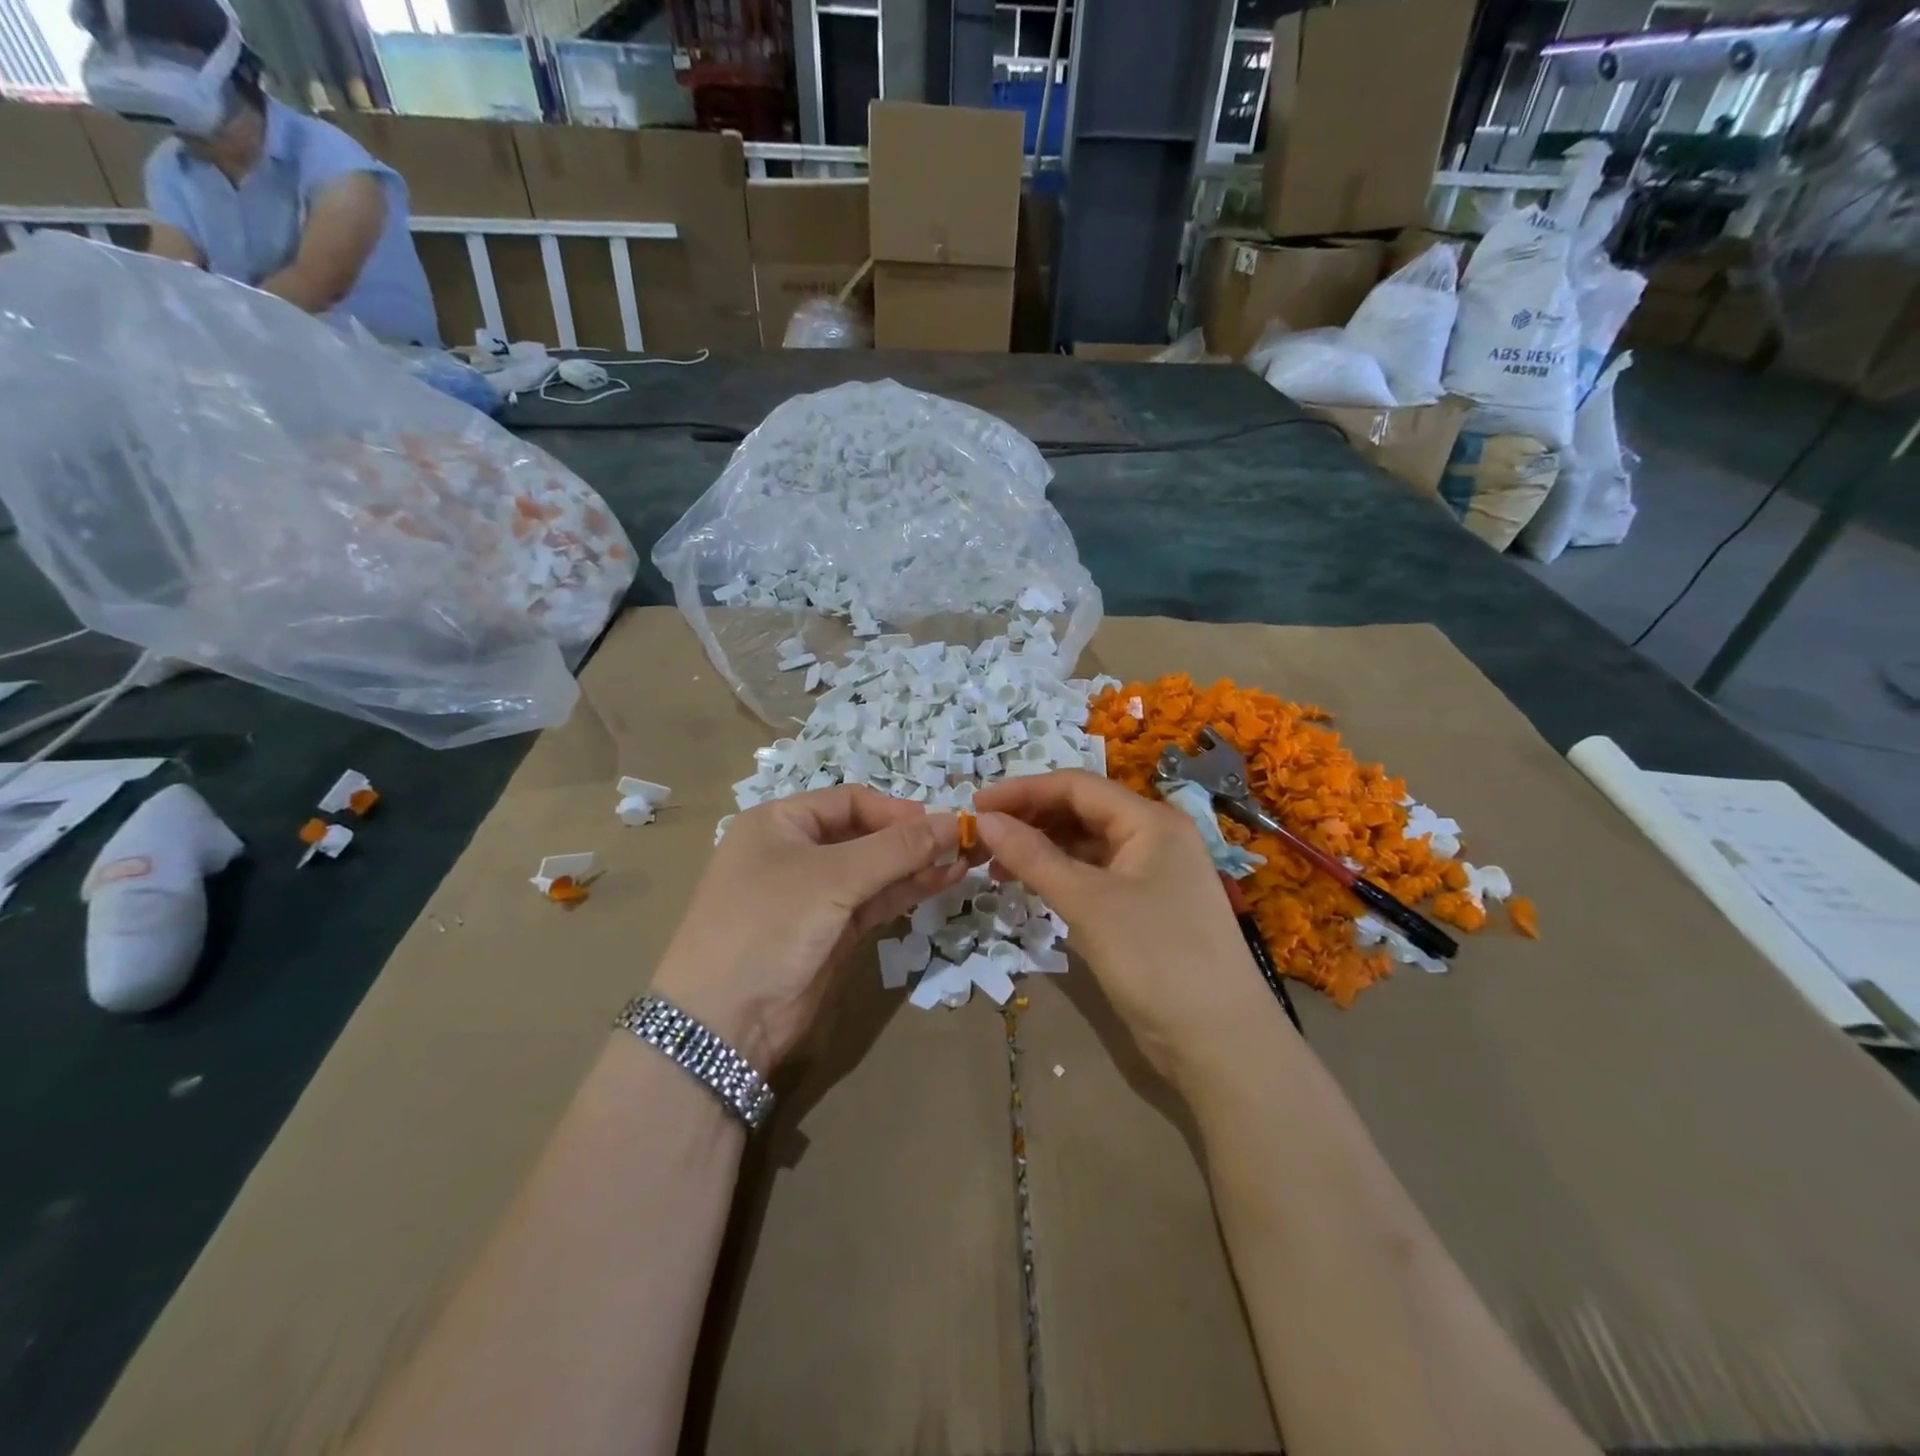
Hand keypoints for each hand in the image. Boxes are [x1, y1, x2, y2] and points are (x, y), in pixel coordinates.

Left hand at [651, 786, 964, 1072]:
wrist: (723, 1022)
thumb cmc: (769, 924)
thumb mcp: (833, 878)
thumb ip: (897, 849)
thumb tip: (954, 822)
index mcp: (781, 822)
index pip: (850, 801)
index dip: (897, 810)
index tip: (941, 825)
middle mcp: (796, 851)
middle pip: (866, 834)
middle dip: (913, 838)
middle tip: (963, 844)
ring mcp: (815, 894)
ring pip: (875, 869)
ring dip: (917, 865)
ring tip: (965, 861)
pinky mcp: (831, 931)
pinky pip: (875, 901)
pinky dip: (906, 891)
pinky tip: (943, 882)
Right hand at [972, 770, 1275, 1088]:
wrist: (1221, 1043)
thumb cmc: (1155, 959)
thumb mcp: (1087, 903)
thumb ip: (1033, 857)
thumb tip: (984, 820)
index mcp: (1150, 821)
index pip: (1076, 786)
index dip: (1023, 791)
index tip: (975, 806)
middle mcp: (1154, 837)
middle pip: (1082, 811)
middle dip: (1030, 819)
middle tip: (982, 838)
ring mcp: (1153, 873)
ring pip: (1087, 844)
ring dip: (1042, 849)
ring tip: (996, 866)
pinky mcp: (1147, 906)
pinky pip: (1095, 875)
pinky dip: (1061, 876)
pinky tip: (1031, 887)